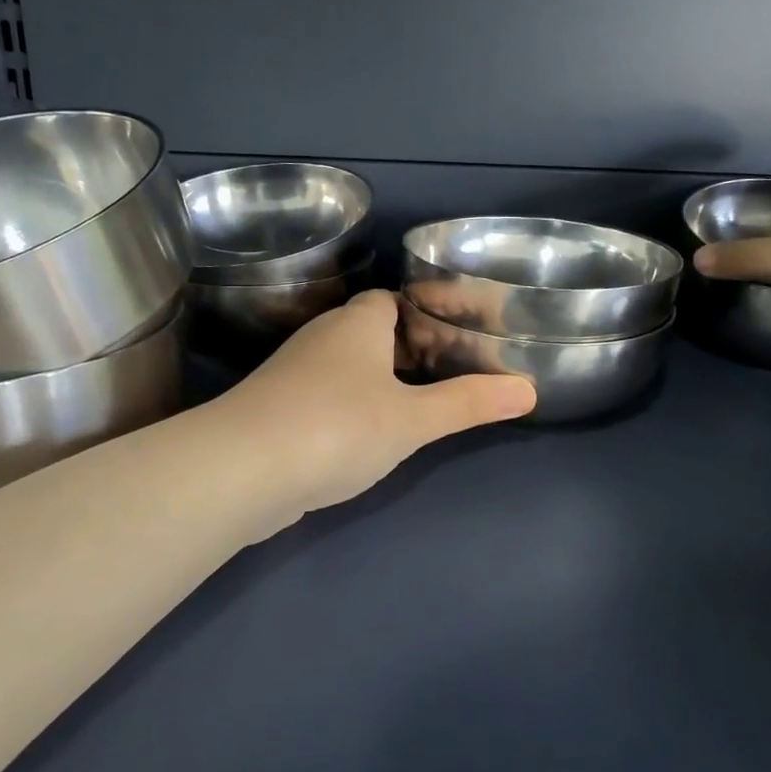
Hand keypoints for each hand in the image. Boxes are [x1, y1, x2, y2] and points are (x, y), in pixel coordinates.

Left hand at [211, 290, 535, 518]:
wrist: (241, 471)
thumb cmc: (338, 426)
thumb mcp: (413, 419)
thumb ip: (468, 404)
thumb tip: (528, 390)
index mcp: (356, 325)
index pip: (389, 300)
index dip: (421, 314)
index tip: (453, 337)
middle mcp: (322, 339)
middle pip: (368, 333)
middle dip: (404, 351)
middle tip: (445, 375)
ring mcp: (293, 375)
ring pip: (344, 368)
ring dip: (375, 383)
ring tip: (414, 408)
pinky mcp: (275, 410)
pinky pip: (323, 398)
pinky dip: (348, 409)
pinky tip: (365, 438)